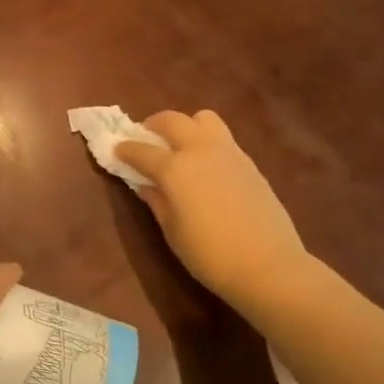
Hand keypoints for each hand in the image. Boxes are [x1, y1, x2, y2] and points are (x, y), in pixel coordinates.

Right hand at [115, 110, 307, 309]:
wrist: (267, 265)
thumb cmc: (209, 254)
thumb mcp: (171, 230)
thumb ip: (156, 200)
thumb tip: (144, 183)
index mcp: (174, 168)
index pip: (141, 150)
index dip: (125, 149)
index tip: (116, 150)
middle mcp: (199, 150)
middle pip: (172, 120)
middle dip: (153, 125)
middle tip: (146, 140)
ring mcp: (228, 152)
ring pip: (203, 119)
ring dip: (186, 126)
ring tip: (180, 146)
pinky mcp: (249, 162)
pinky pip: (223, 138)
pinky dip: (207, 141)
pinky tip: (206, 166)